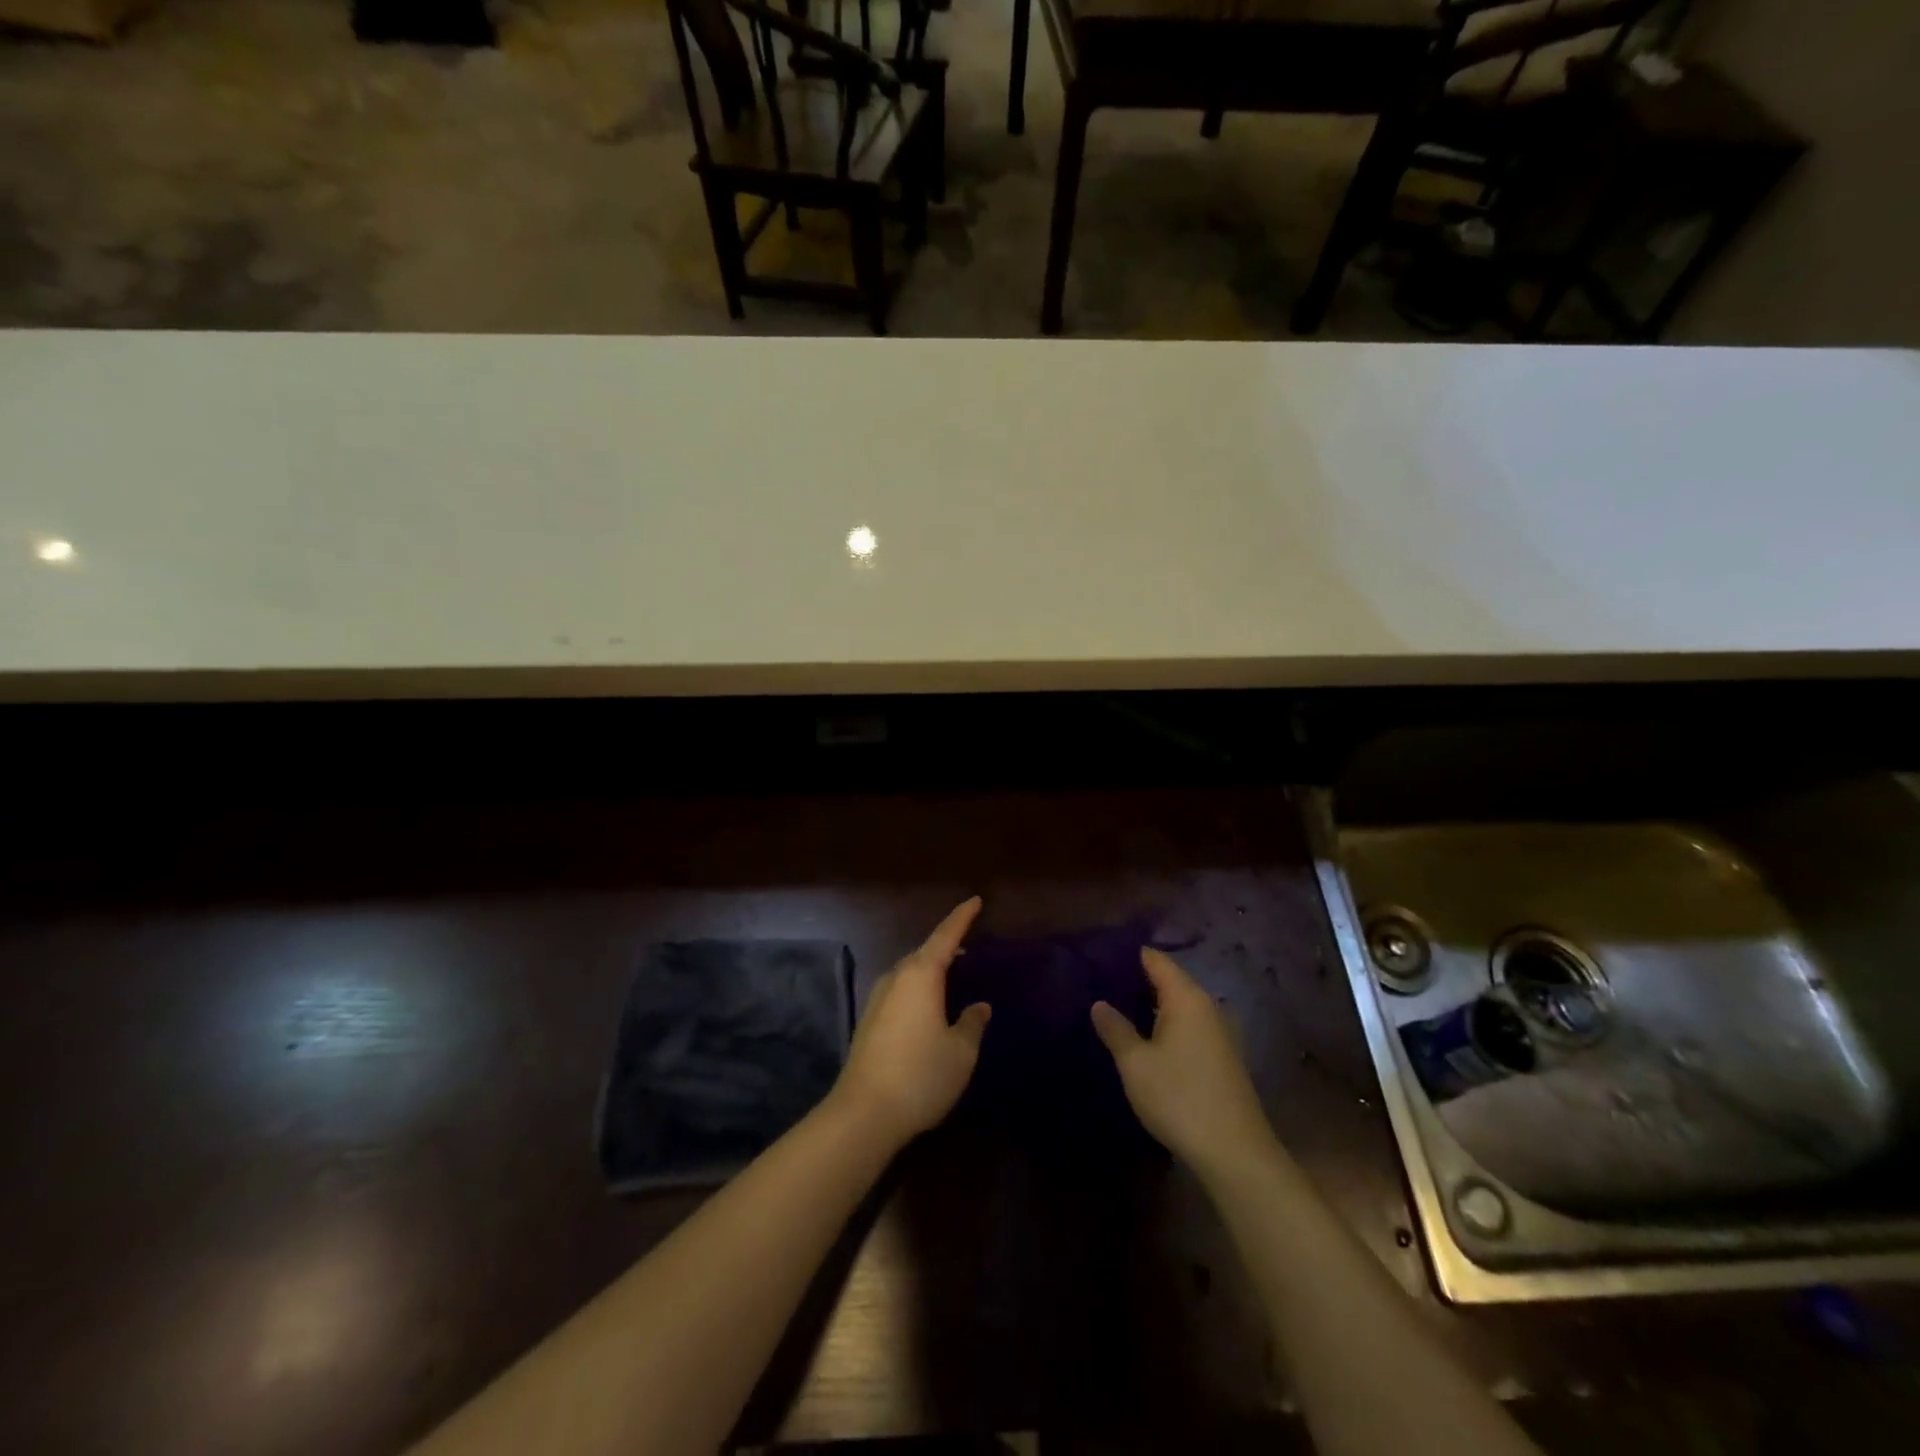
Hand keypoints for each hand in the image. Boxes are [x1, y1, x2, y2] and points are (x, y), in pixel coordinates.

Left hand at [833, 898, 989, 1149]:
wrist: (863, 1114)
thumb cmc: (920, 1076)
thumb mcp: (960, 1052)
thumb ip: (972, 1024)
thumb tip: (979, 1007)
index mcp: (921, 975)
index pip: (945, 936)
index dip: (962, 917)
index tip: (976, 900)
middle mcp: (896, 978)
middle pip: (924, 952)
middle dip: (946, 946)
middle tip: (968, 946)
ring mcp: (878, 999)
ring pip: (909, 972)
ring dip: (930, 969)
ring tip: (952, 976)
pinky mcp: (869, 1021)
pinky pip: (900, 990)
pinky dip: (918, 988)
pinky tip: (928, 1007)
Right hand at [1091, 948, 1274, 1179]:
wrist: (1235, 1153)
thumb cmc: (1179, 1098)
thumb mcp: (1135, 1064)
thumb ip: (1115, 1029)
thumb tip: (1099, 1003)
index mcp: (1187, 998)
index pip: (1155, 959)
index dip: (1128, 955)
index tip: (1098, 957)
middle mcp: (1207, 1006)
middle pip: (1169, 980)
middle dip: (1136, 980)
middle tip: (1099, 984)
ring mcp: (1219, 1032)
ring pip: (1179, 1006)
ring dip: (1151, 1006)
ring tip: (1116, 1010)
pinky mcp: (1223, 1057)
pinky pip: (1189, 1027)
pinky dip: (1166, 1026)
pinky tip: (1145, 1040)